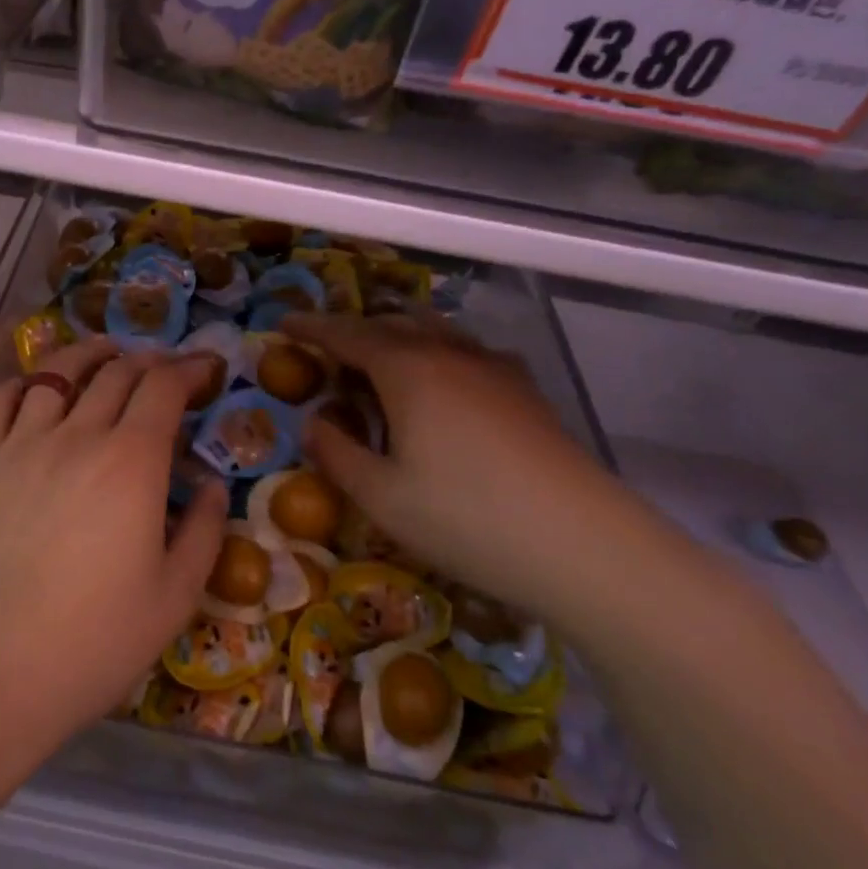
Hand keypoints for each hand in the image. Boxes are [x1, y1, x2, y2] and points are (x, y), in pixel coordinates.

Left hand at [0, 339, 225, 751]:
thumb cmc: (91, 642)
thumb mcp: (174, 598)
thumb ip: (202, 532)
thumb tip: (211, 486)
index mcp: (131, 462)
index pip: (163, 388)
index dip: (189, 369)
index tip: (204, 369)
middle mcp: (76, 435)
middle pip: (116, 372)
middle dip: (148, 360)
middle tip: (163, 367)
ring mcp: (19, 443)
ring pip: (57, 373)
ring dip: (89, 355)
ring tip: (104, 355)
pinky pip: (1, 399)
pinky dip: (25, 382)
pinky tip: (36, 389)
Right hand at [284, 312, 654, 622]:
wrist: (583, 544)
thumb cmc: (467, 518)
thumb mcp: (382, 497)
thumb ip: (337, 454)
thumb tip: (313, 423)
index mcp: (407, 371)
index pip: (347, 335)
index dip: (312, 328)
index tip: (284, 324)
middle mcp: (449, 354)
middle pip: (392, 325)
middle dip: (354, 329)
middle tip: (327, 346)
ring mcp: (494, 368)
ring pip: (435, 331)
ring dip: (398, 334)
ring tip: (380, 353)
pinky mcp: (526, 391)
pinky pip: (467, 351)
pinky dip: (438, 351)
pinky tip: (445, 378)